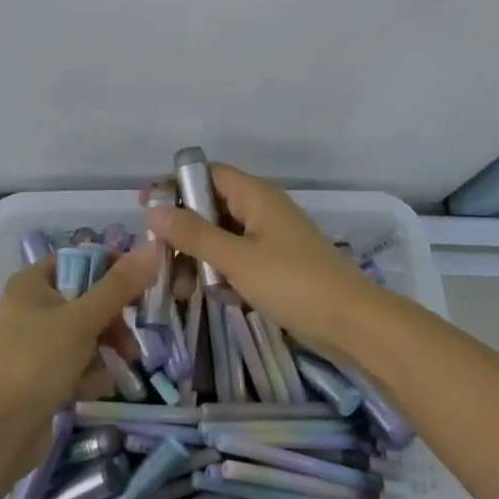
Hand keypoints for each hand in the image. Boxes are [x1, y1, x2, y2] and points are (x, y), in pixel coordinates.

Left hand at [0, 245, 157, 430]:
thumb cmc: (37, 362)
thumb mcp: (82, 319)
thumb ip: (119, 286)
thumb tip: (152, 247)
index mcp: (33, 282)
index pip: (82, 260)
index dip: (113, 269)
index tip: (142, 287)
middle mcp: (33, 306)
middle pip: (88, 299)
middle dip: (114, 319)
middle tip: (134, 334)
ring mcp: (36, 343)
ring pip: (86, 333)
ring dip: (107, 349)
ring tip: (125, 365)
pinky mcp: (42, 375)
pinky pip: (77, 363)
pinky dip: (90, 373)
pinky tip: (94, 389)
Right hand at [144, 164, 393, 358]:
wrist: (352, 323)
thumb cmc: (293, 283)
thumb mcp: (237, 259)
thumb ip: (194, 234)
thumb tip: (153, 210)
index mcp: (257, 195)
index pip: (208, 174)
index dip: (176, 186)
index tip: (146, 208)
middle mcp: (263, 209)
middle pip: (212, 205)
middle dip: (184, 229)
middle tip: (158, 255)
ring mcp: (272, 238)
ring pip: (224, 235)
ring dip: (200, 255)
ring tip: (177, 284)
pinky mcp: (277, 265)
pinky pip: (239, 258)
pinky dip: (221, 271)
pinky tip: (208, 294)